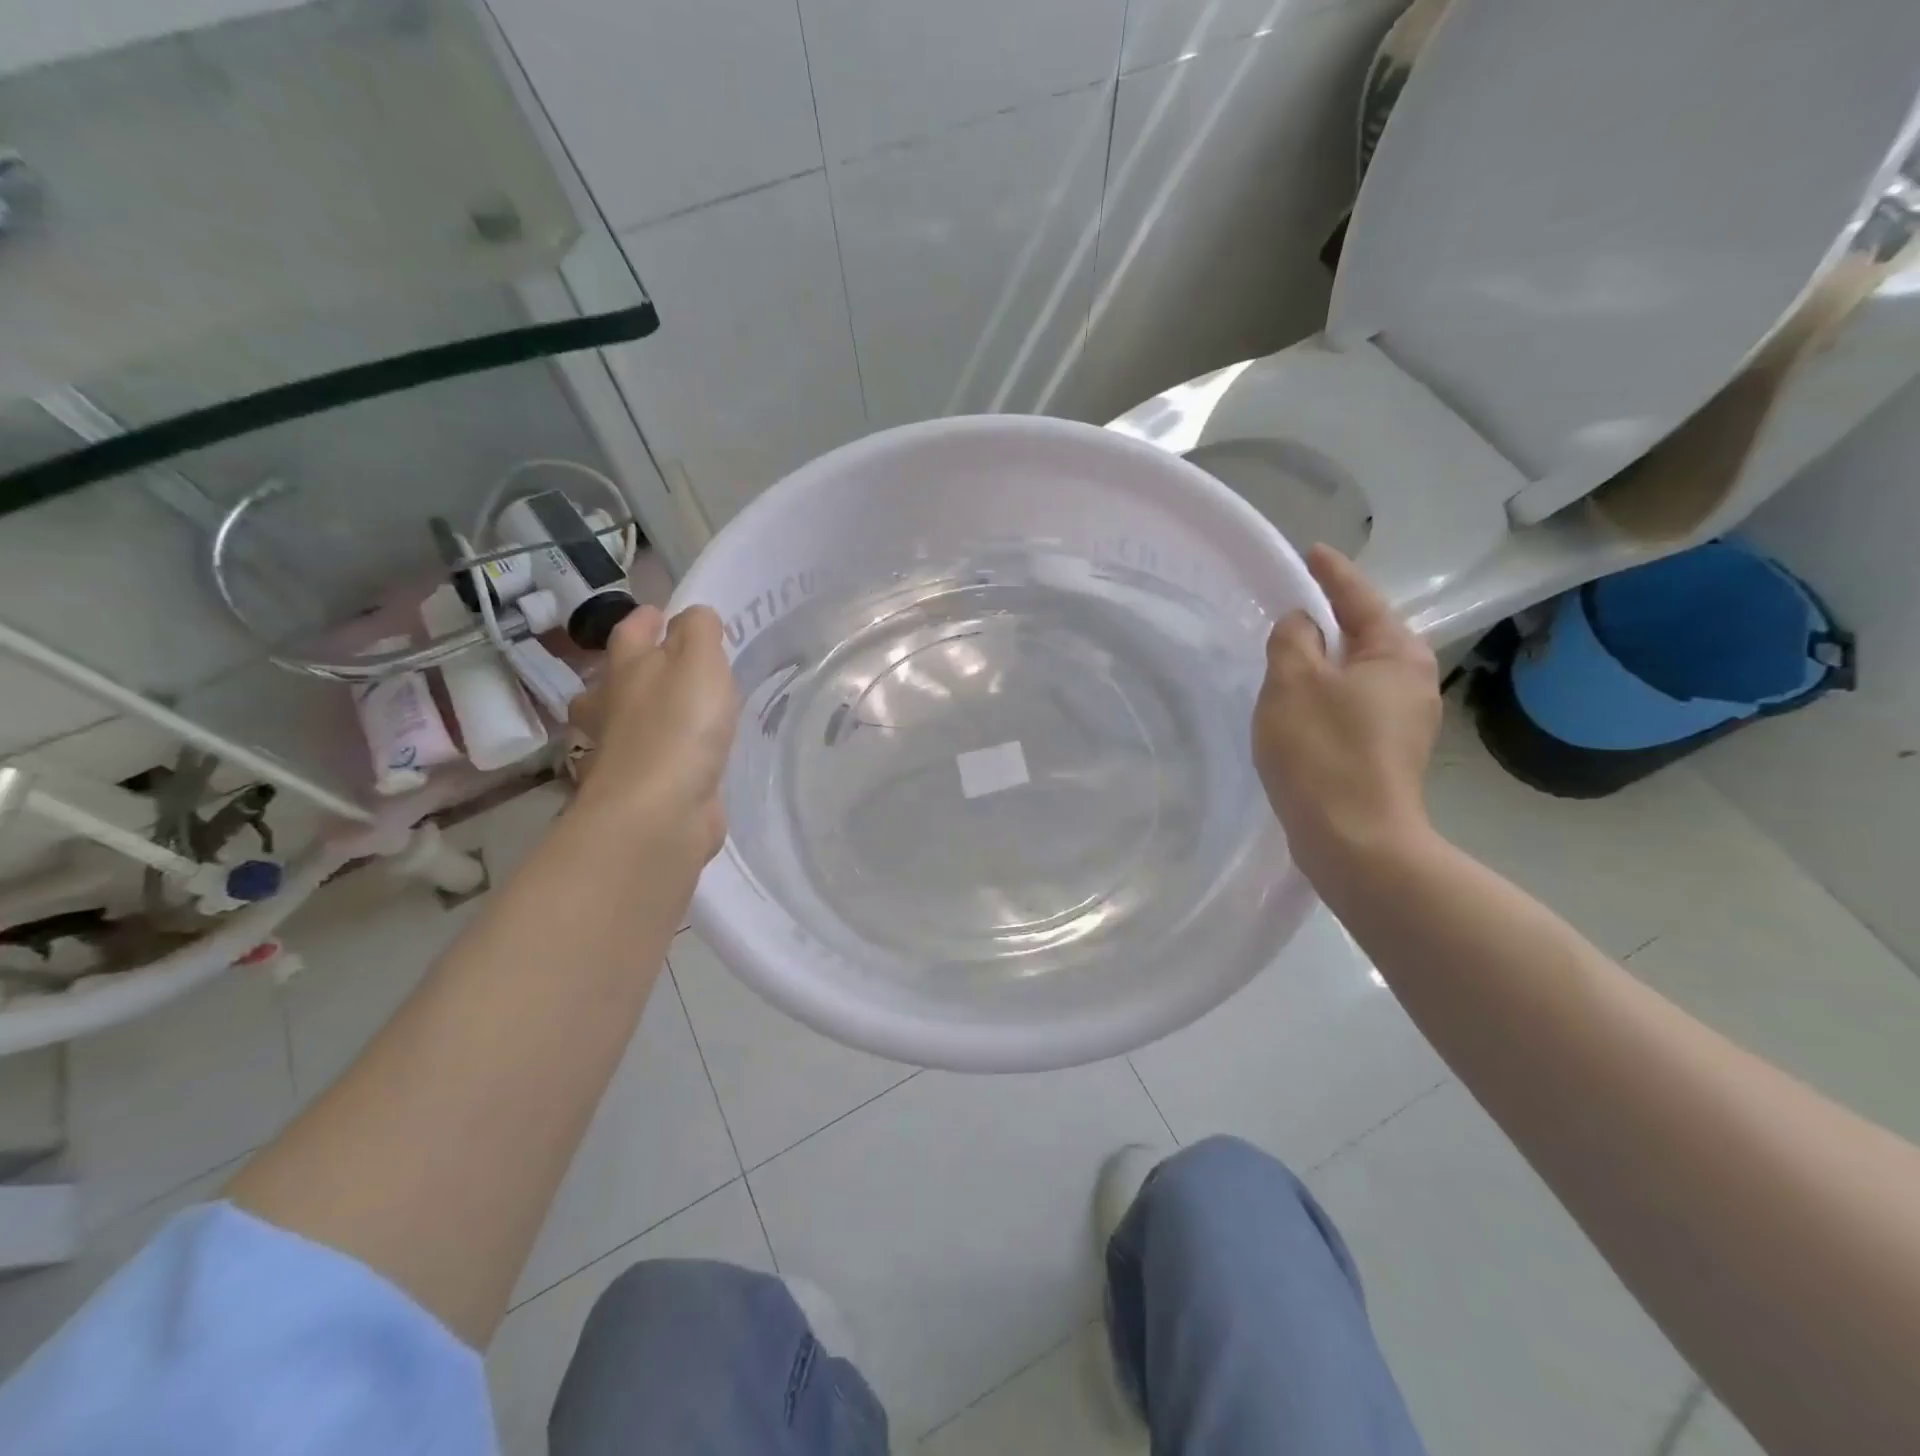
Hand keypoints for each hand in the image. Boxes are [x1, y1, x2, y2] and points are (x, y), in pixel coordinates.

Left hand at [568, 605, 738, 864]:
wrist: (658, 811)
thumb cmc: (680, 726)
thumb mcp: (699, 661)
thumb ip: (699, 631)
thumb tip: (693, 615)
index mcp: (625, 669)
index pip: (630, 631)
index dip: (646, 618)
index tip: (661, 612)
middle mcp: (612, 707)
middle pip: (613, 679)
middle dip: (633, 667)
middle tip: (663, 664)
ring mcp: (620, 752)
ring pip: (625, 721)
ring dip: (642, 713)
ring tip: (675, 712)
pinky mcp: (638, 789)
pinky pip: (649, 760)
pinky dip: (661, 754)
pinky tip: (685, 758)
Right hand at [1253, 546, 1440, 881]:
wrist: (1354, 840)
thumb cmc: (1323, 751)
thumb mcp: (1292, 681)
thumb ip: (1292, 639)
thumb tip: (1302, 624)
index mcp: (1397, 653)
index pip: (1359, 597)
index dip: (1331, 573)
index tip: (1311, 551)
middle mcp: (1413, 681)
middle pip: (1365, 635)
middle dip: (1330, 620)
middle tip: (1289, 607)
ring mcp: (1405, 721)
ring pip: (1357, 674)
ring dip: (1324, 663)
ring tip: (1286, 659)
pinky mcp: (1388, 754)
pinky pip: (1352, 706)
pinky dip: (1326, 696)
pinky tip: (1299, 709)